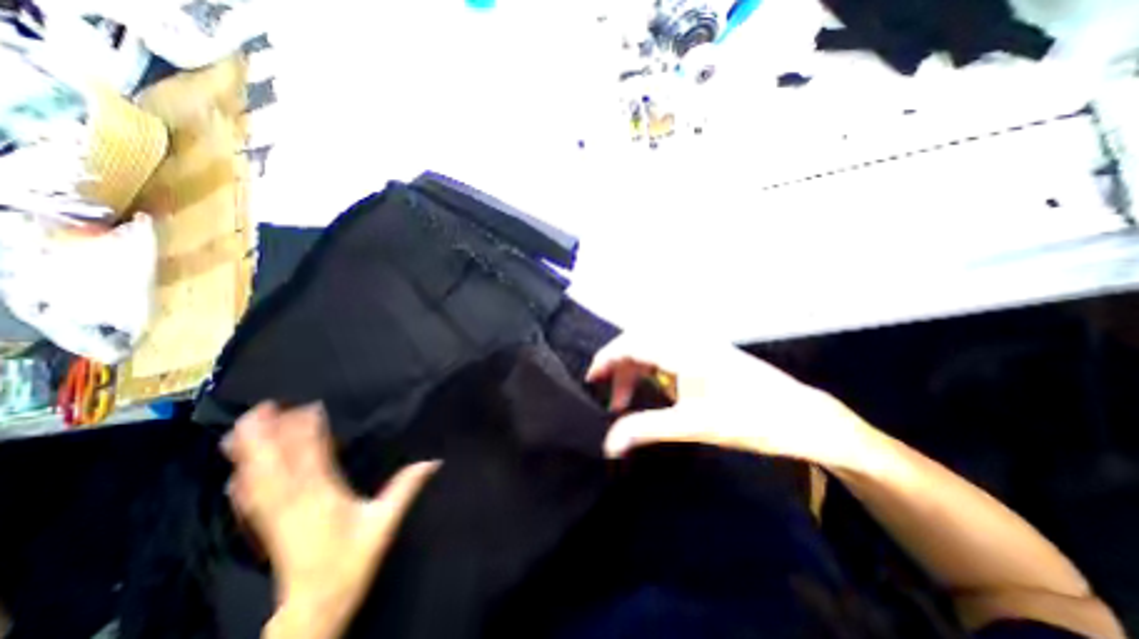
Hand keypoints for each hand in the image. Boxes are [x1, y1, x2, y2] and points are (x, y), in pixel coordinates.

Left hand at [222, 406, 440, 638]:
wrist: (314, 607)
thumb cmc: (351, 560)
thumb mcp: (384, 522)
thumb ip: (406, 488)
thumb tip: (432, 461)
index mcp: (322, 496)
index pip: (312, 456)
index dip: (309, 430)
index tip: (311, 406)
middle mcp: (292, 502)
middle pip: (273, 464)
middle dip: (266, 435)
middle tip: (263, 407)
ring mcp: (274, 515)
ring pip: (256, 478)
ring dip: (249, 452)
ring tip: (243, 427)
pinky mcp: (266, 527)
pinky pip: (249, 499)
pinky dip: (243, 480)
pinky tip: (236, 471)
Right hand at [588, 334, 863, 462]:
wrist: (801, 415)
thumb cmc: (748, 418)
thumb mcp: (693, 426)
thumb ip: (646, 430)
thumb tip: (609, 444)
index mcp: (682, 349)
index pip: (631, 343)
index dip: (607, 358)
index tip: (592, 379)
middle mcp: (687, 338)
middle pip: (639, 342)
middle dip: (619, 367)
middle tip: (612, 398)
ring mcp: (699, 342)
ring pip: (652, 345)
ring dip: (635, 367)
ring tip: (628, 396)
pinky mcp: (707, 350)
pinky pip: (666, 350)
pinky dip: (651, 366)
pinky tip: (653, 386)